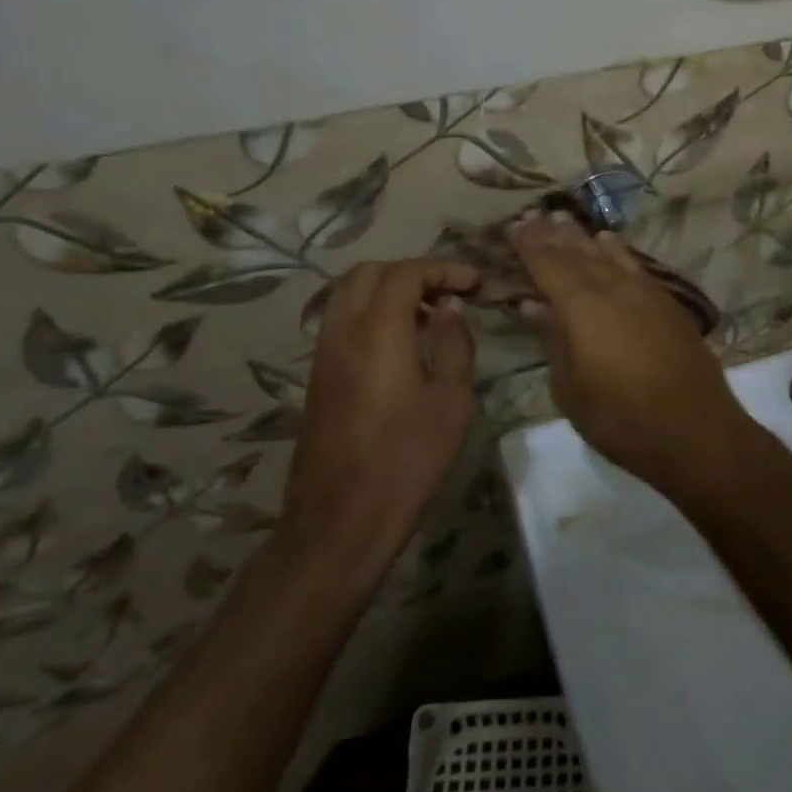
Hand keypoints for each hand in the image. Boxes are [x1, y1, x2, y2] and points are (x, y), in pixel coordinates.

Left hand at [276, 259, 479, 584]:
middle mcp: (343, 331)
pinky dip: (370, 312)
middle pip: (370, 272)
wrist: (339, 523)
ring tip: (426, 315)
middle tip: (448, 293)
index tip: (474, 283)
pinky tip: (401, 343)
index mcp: (378, 331)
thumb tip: (449, 306)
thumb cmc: (407, 460)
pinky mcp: (317, 376)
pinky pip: (341, 320)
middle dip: (412, 272)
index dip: (443, 269)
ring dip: (388, 289)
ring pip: (348, 293)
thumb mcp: (452, 401)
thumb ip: (454, 343)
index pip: (406, 272)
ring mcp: (324, 353)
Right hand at [511, 214, 750, 493]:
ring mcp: (644, 290)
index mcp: (582, 307)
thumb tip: (534, 304)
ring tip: (563, 219)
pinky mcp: (666, 300)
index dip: (529, 245)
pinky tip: (608, 241)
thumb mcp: (571, 388)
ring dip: (582, 236)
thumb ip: (553, 338)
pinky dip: (616, 249)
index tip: (513, 226)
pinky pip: (633, 263)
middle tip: (532, 216)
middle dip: (552, 234)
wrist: (695, 430)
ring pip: (607, 253)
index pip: (548, 264)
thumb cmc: (621, 418)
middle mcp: (613, 287)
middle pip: (577, 252)